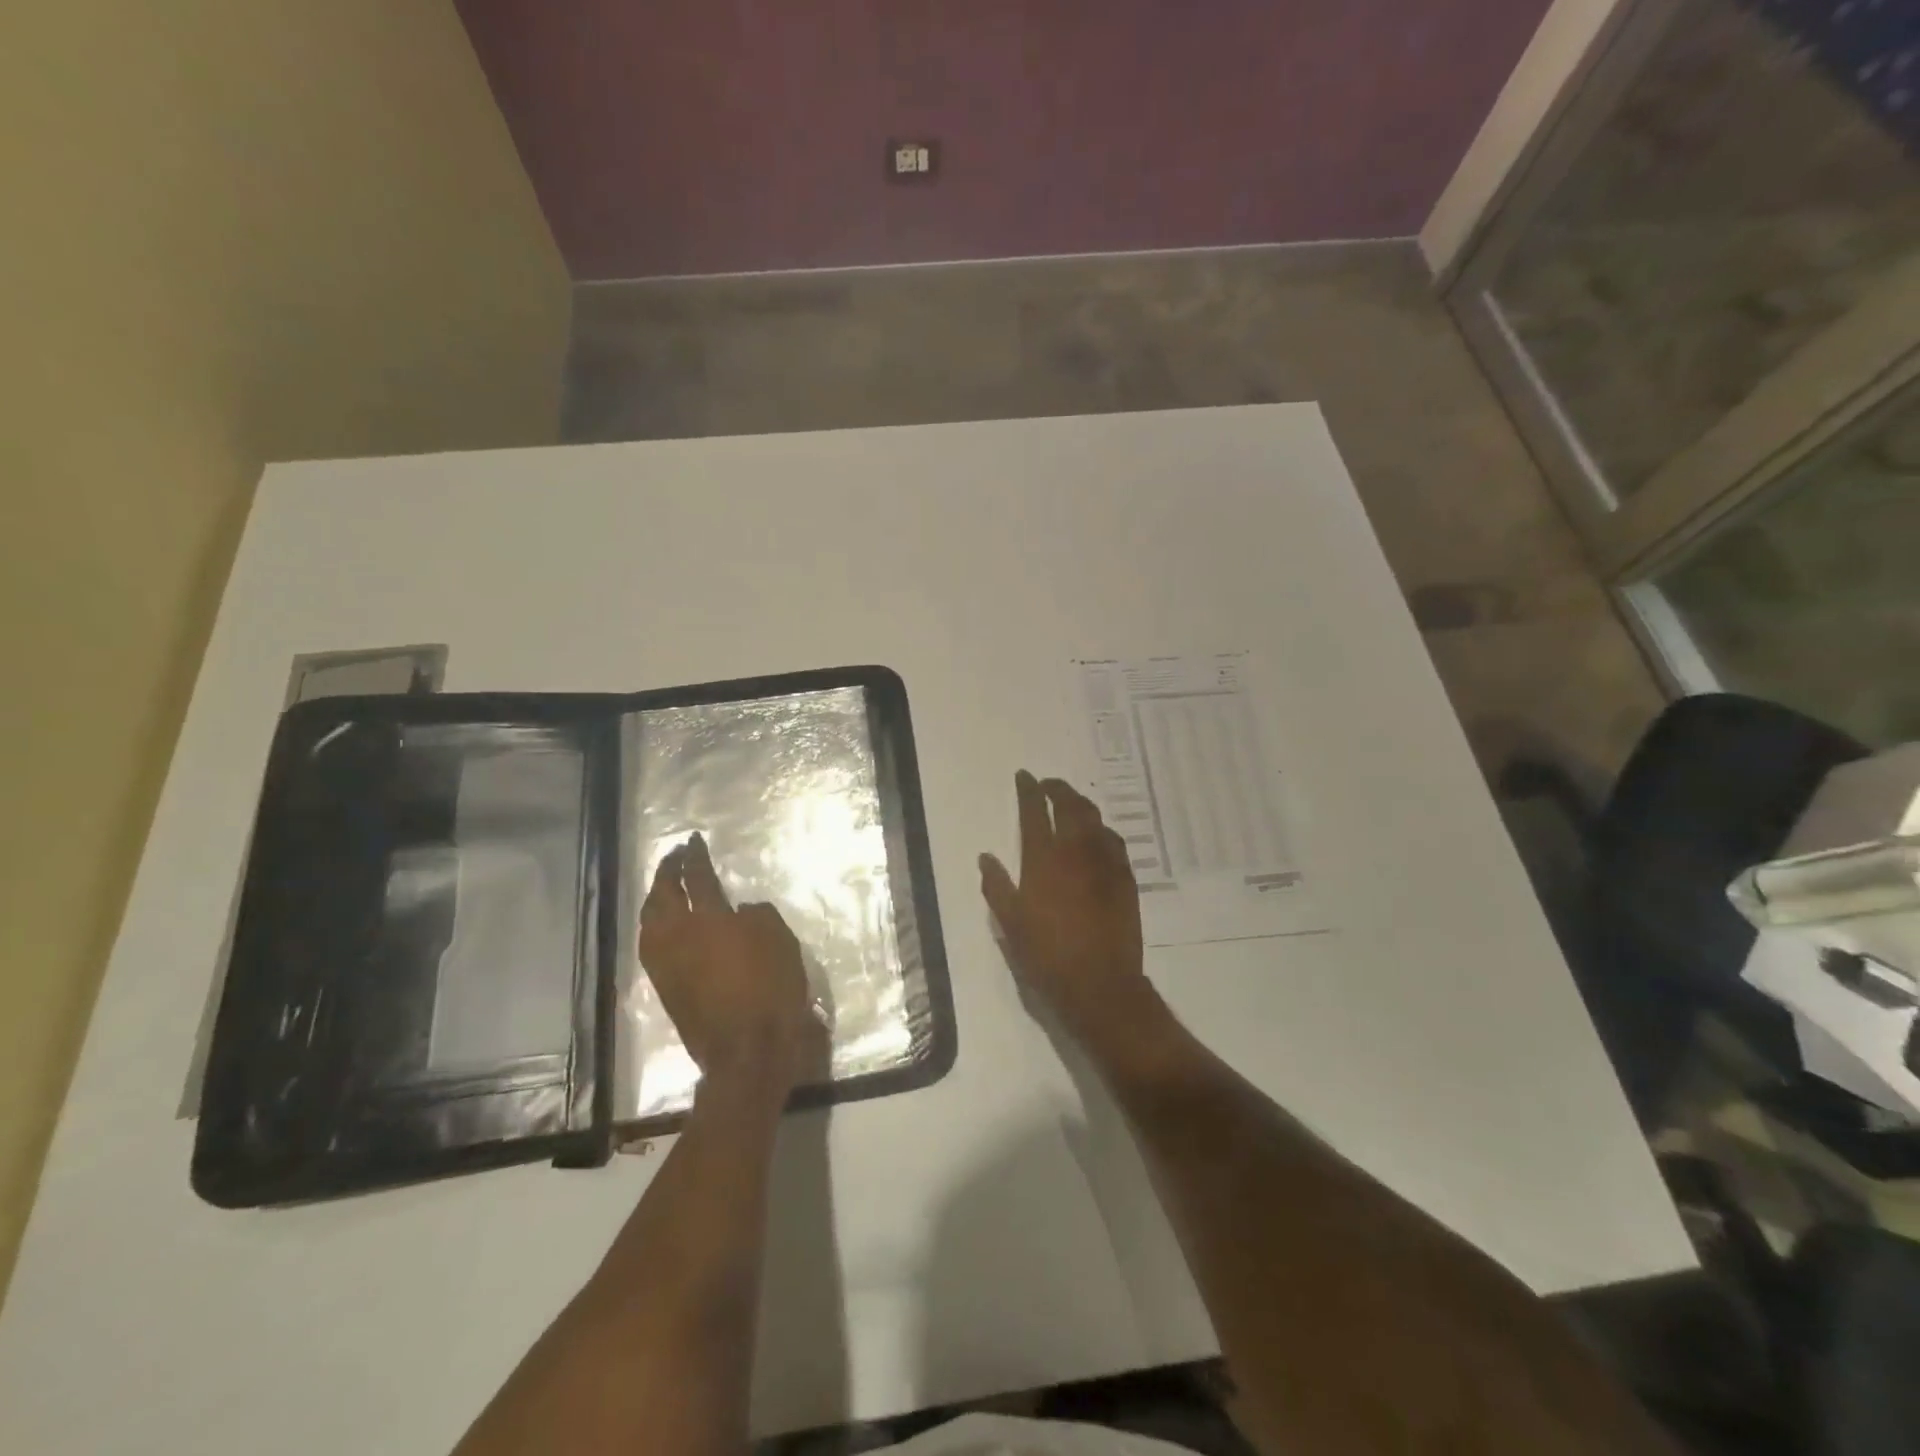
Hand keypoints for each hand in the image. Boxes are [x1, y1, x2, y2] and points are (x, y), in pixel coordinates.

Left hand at [639, 834, 823, 1098]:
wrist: (748, 1049)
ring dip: (655, 899)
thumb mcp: (779, 940)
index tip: (693, 840)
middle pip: (662, 895)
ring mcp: (665, 964)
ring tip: (664, 888)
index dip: (696, 856)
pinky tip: (663, 926)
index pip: (698, 877)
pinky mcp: (664, 988)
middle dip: (666, 871)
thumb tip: (737, 913)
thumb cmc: (770, 988)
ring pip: (649, 921)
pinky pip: (650, 945)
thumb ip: (757, 916)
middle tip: (674, 857)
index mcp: (708, 918)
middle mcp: (678, 936)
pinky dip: (653, 926)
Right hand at [979, 770, 1154, 1042]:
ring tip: (1071, 804)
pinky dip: (1101, 830)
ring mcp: (1105, 863)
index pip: (1034, 811)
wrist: (1100, 984)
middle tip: (1048, 785)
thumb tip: (986, 857)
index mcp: (1042, 859)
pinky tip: (1097, 836)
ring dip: (1081, 805)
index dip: (1029, 790)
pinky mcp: (1125, 878)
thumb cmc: (1046, 956)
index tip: (1024, 776)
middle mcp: (1075, 851)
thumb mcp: (1010, 924)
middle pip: (1069, 805)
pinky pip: (1114, 841)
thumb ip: (997, 886)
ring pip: (1095, 819)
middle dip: (1058, 788)